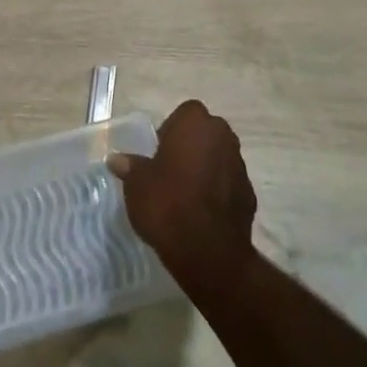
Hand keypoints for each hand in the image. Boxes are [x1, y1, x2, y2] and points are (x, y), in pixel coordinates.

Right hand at [108, 100, 257, 294]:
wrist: (209, 253)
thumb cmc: (168, 204)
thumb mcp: (137, 184)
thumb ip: (130, 166)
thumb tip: (116, 159)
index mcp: (195, 122)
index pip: (184, 114)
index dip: (171, 131)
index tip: (159, 154)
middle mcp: (222, 135)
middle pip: (204, 133)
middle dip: (191, 147)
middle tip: (171, 172)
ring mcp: (239, 165)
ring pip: (219, 158)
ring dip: (206, 169)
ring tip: (186, 195)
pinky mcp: (250, 195)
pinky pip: (229, 185)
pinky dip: (219, 193)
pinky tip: (203, 214)